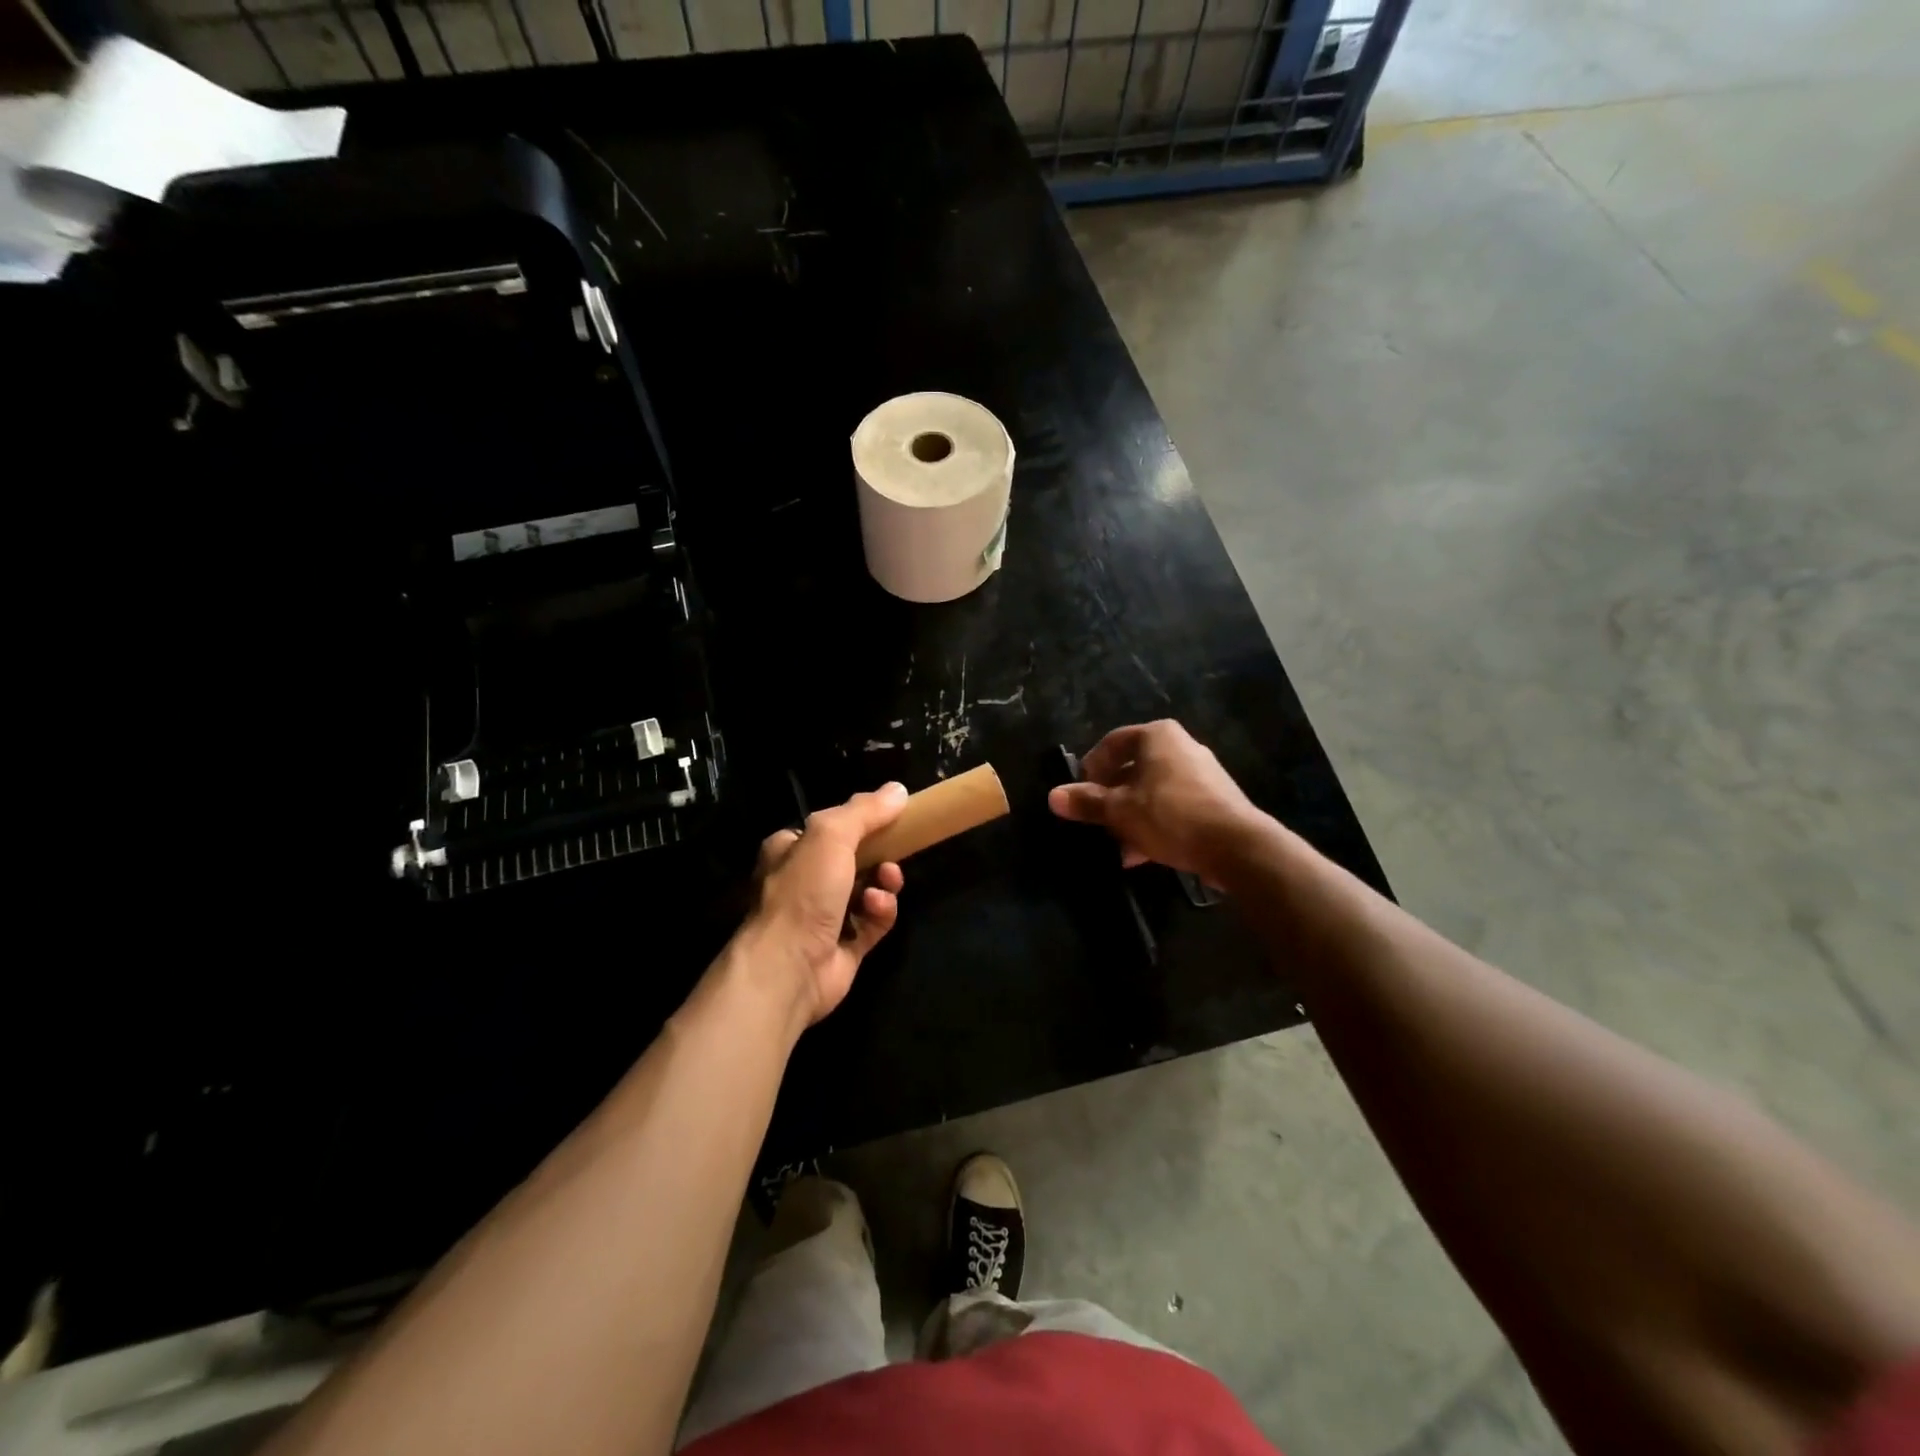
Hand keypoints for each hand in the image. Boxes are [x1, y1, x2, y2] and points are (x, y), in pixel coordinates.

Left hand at [744, 784, 908, 1027]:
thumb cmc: (803, 892)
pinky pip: (872, 923)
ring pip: (867, 890)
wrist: (788, 967)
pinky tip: (877, 909)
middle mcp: (803, 883)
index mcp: (790, 851)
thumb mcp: (831, 836)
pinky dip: (881, 913)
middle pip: (853, 859)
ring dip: (883, 883)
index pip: (828, 828)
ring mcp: (823, 917)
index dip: (859, 822)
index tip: (890, 818)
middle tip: (895, 853)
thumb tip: (898, 790)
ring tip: (886, 882)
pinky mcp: (844, 947)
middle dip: (879, 855)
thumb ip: (864, 811)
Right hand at [1047, 720, 1263, 879]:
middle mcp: (1181, 747)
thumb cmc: (1170, 816)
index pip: (1112, 743)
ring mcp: (1201, 774)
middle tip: (1097, 821)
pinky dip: (1154, 825)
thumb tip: (1053, 796)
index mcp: (1157, 736)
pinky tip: (1140, 855)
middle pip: (1132, 769)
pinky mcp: (1214, 801)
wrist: (1237, 847)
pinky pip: (1173, 808)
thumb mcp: (1120, 811)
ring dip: (1131, 817)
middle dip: (1111, 798)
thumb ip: (1086, 802)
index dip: (1090, 767)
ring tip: (1117, 845)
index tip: (1080, 793)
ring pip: (1152, 792)